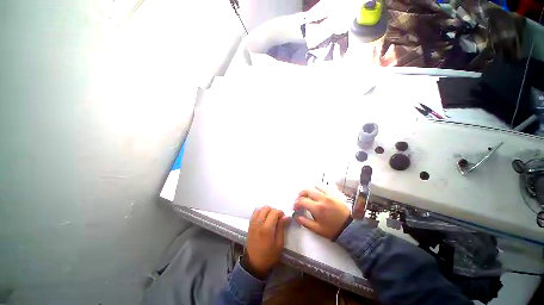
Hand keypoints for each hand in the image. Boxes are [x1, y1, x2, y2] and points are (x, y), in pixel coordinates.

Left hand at [246, 206, 289, 278]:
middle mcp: (258, 223)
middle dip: (274, 210)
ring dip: (266, 210)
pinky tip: (263, 218)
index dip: (280, 212)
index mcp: (267, 228)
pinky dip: (260, 212)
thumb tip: (286, 216)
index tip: (283, 218)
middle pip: (266, 208)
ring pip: (260, 208)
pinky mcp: (249, 225)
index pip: (274, 212)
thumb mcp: (279, 244)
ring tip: (270, 218)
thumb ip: (281, 228)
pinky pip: (254, 212)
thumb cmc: (269, 255)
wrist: (254, 263)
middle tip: (277, 218)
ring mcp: (253, 223)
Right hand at [294, 186, 350, 239]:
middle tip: (300, 199)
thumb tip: (296, 216)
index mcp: (317, 208)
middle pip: (307, 190)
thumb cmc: (332, 230)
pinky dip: (318, 188)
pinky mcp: (334, 194)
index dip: (296, 203)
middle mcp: (322, 198)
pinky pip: (324, 187)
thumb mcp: (317, 229)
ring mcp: (329, 195)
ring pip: (315, 186)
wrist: (349, 228)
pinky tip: (317, 193)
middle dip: (301, 194)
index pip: (302, 201)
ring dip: (309, 189)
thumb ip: (305, 222)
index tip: (296, 207)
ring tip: (307, 195)